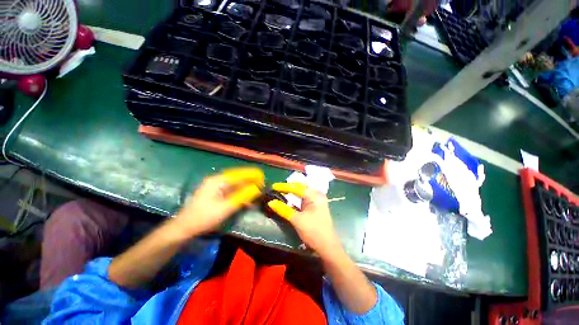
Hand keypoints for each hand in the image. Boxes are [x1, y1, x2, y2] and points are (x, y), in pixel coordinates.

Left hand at [174, 167, 263, 236]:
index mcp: (218, 181)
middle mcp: (217, 181)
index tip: (262, 176)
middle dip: (250, 181)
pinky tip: (246, 200)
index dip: (251, 175)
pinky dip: (240, 194)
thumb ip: (242, 197)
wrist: (184, 228)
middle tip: (262, 185)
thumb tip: (257, 189)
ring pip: (235, 185)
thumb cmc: (204, 217)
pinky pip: (231, 191)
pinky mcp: (215, 194)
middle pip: (237, 178)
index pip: (239, 175)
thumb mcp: (225, 208)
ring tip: (256, 192)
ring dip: (246, 188)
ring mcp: (215, 187)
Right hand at [267, 183, 339, 256]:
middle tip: (276, 188)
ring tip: (280, 191)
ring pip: (301, 193)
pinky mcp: (314, 207)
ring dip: (291, 192)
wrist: (327, 247)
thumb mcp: (297, 220)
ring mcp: (316, 201)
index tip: (273, 186)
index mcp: (315, 196)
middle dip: (288, 187)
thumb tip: (270, 202)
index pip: (298, 187)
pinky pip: (303, 199)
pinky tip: (288, 198)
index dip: (284, 187)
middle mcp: (317, 195)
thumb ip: (284, 209)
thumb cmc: (314, 232)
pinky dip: (295, 198)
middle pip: (300, 187)